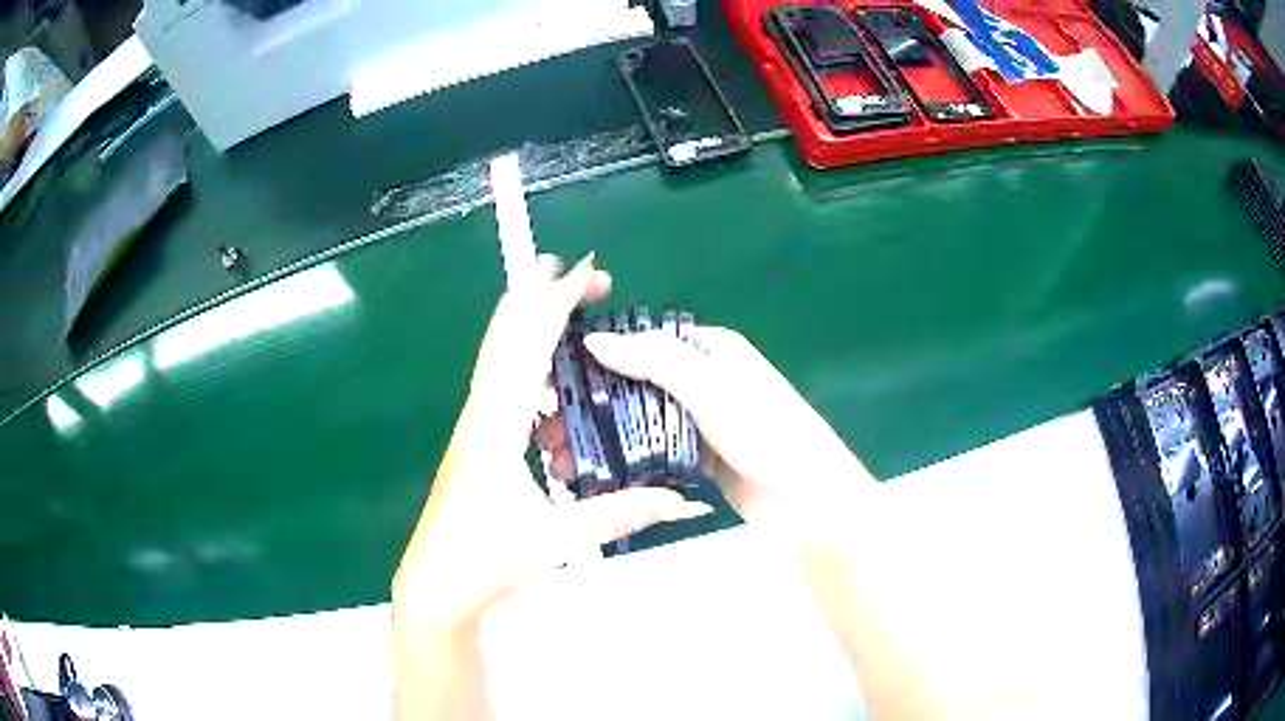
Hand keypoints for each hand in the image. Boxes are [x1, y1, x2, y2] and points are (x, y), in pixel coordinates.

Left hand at [391, 254, 711, 720]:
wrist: (436, 586)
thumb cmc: (487, 561)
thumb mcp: (557, 541)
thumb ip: (620, 514)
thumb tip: (680, 500)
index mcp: (497, 430)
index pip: (530, 351)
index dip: (557, 306)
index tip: (584, 271)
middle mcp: (480, 417)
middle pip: (504, 339)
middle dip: (536, 297)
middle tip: (569, 269)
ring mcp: (472, 428)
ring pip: (496, 358)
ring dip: (526, 324)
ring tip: (556, 303)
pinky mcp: (474, 443)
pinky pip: (498, 384)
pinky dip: (520, 359)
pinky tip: (543, 374)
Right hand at [541, 324, 877, 535]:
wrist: (808, 500)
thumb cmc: (766, 432)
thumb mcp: (710, 388)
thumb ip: (654, 360)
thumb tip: (594, 339)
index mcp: (708, 348)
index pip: (641, 342)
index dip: (596, 358)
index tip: (552, 382)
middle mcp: (702, 379)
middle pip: (634, 384)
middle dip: (589, 407)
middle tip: (547, 432)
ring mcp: (700, 420)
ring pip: (639, 421)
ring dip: (601, 437)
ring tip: (561, 461)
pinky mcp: (699, 456)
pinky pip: (653, 451)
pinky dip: (624, 461)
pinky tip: (592, 476)